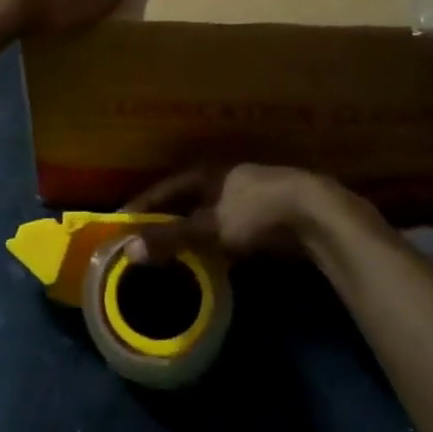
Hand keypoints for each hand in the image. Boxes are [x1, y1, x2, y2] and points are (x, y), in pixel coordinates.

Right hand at [120, 164, 334, 261]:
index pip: (161, 189)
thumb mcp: (208, 227)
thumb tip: (128, 250)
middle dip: (163, 220)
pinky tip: (206, 259)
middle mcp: (220, 178)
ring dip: (188, 233)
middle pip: (183, 201)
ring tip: (168, 255)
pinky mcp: (262, 216)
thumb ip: (169, 238)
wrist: (313, 214)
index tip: (118, 223)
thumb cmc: (254, 212)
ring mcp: (243, 195)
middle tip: (140, 242)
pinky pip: (225, 229)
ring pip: (205, 215)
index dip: (140, 206)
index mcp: (203, 173)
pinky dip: (211, 243)